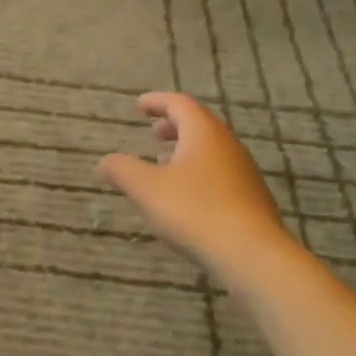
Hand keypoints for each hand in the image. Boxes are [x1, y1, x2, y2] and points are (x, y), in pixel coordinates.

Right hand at [98, 92, 288, 280]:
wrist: (250, 254)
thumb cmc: (194, 211)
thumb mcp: (146, 189)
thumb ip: (122, 170)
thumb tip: (105, 161)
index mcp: (203, 133)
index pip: (179, 104)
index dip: (157, 101)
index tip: (140, 105)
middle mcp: (227, 145)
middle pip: (199, 125)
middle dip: (174, 125)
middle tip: (153, 132)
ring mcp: (243, 172)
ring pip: (211, 150)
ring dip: (186, 150)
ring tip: (165, 163)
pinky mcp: (251, 198)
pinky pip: (220, 173)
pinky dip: (199, 172)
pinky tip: (187, 196)